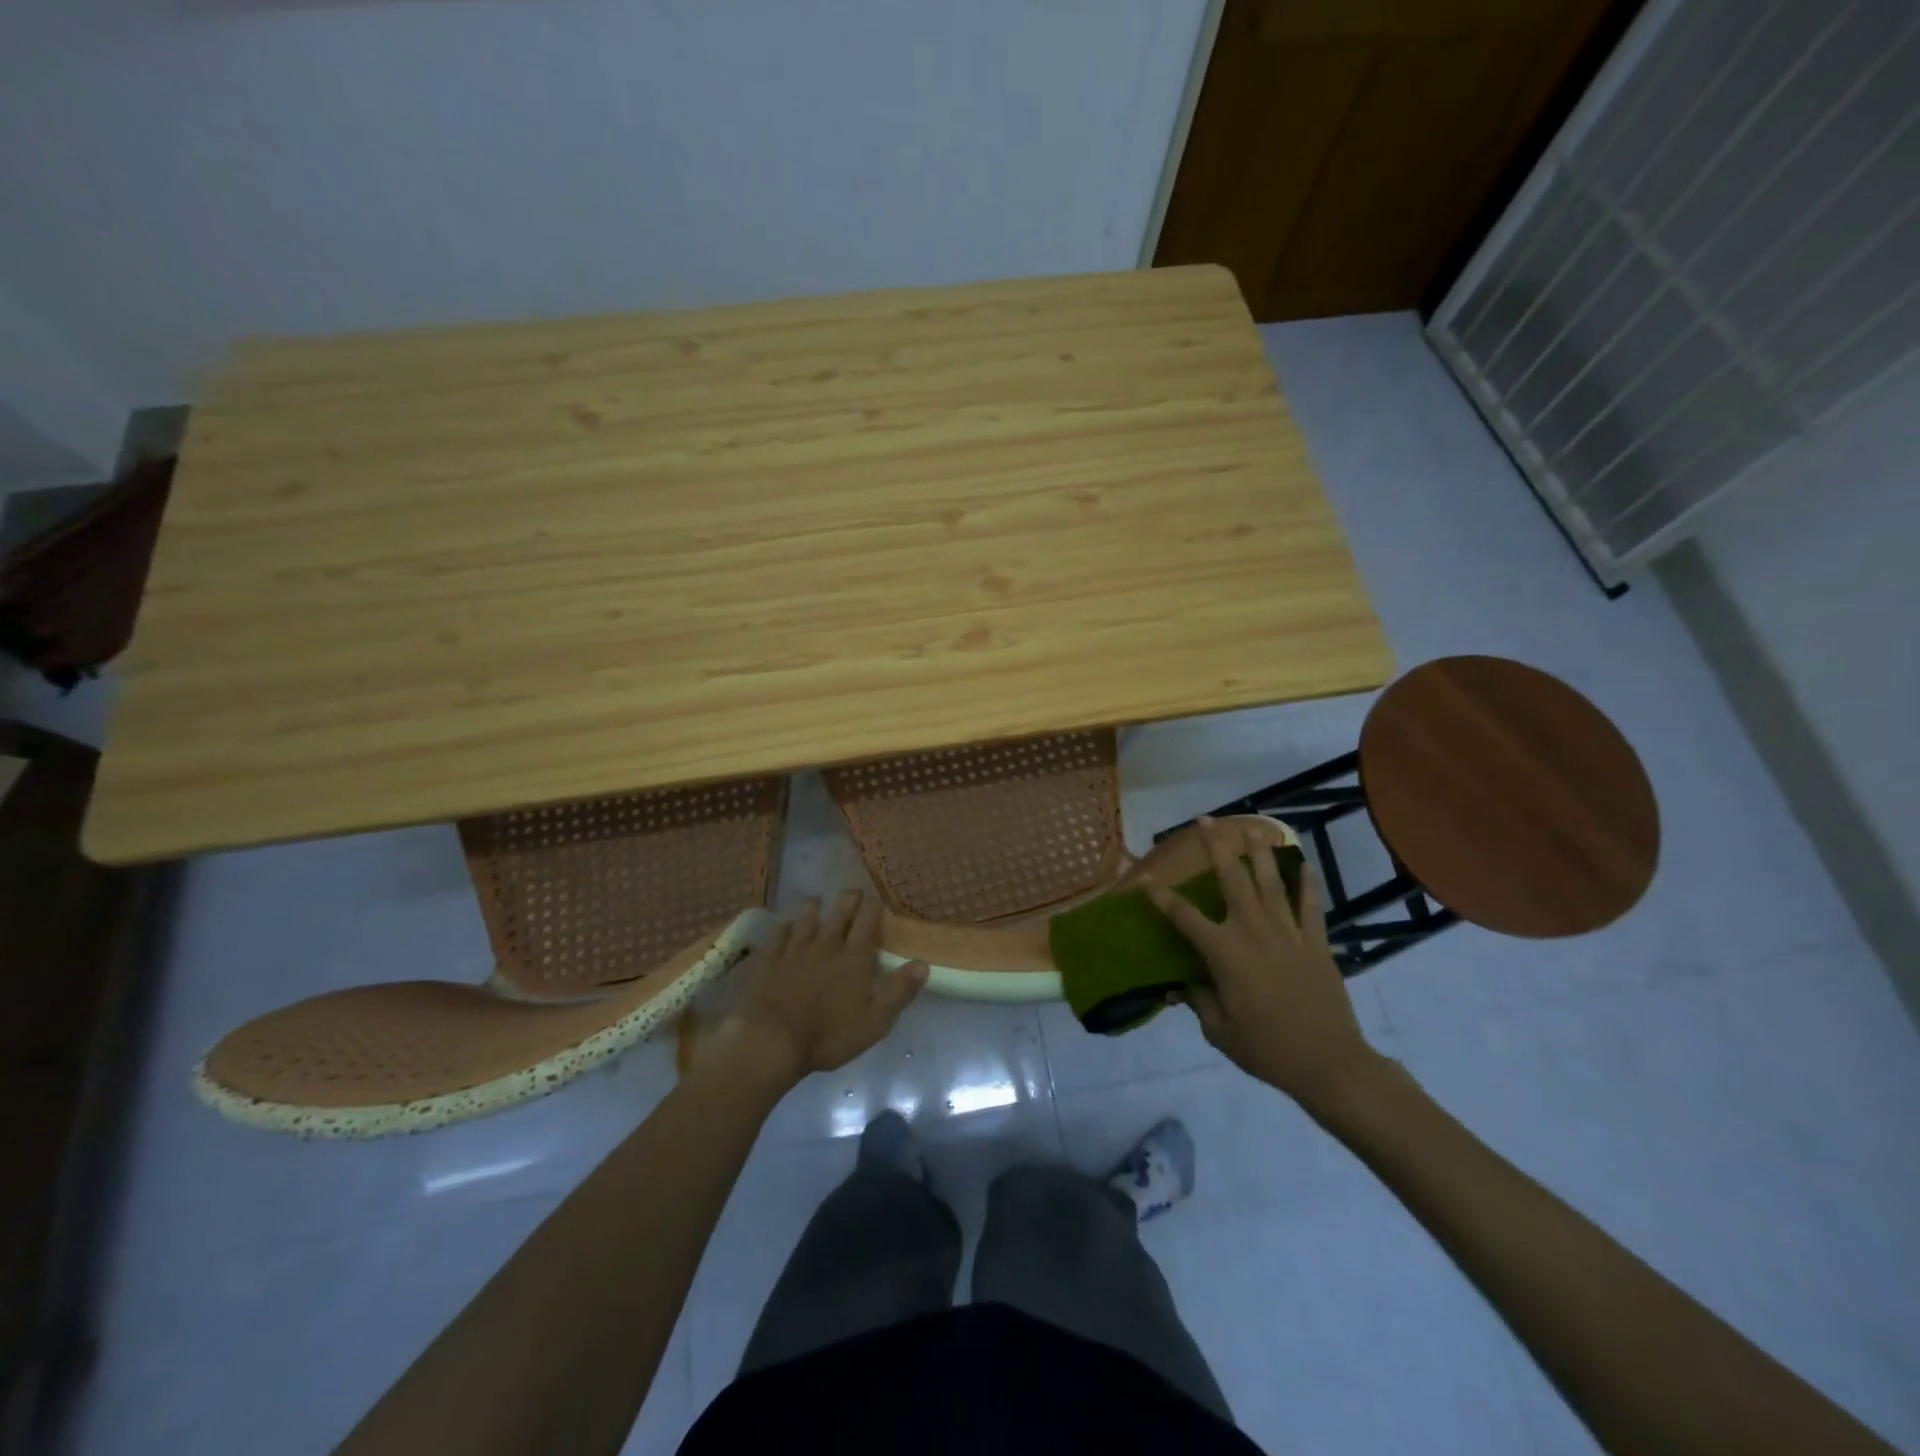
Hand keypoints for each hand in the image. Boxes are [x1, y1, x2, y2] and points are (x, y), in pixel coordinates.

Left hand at [719, 890, 927, 1086]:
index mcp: (854, 958)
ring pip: (806, 918)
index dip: (873, 907)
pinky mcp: (768, 959)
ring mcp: (794, 949)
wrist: (772, 1041)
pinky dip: (784, 927)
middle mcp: (826, 945)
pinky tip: (784, 926)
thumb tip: (923, 964)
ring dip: (813, 908)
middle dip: (848, 900)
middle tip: (852, 892)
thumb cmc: (829, 1035)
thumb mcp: (875, 1021)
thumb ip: (899, 991)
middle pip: (839, 913)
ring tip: (816, 901)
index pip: (867, 922)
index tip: (875, 898)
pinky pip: (778, 934)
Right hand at [1146, 817, 1379, 1113]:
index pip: (1183, 917)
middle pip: (1231, 879)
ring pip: (1270, 882)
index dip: (1161, 898)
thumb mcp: (1219, 1030)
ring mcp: (1287, 932)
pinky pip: (1310, 905)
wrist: (1328, 1062)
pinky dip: (1307, 883)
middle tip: (1205, 821)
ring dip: (1259, 852)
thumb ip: (1198, 1001)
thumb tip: (1179, 986)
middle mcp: (1252, 930)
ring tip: (1252, 826)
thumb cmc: (1266, 1048)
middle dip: (1215, 847)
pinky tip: (1304, 863)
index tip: (1145, 881)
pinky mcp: (1315, 942)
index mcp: (1223, 952)